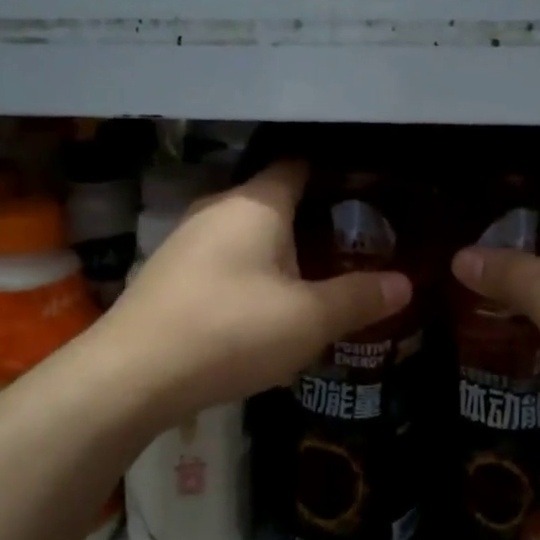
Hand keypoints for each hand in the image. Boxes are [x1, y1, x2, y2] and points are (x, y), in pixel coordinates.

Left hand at [102, 161, 411, 424]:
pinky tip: (260, 308)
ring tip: (313, 279)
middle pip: (274, 200)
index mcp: (256, 203)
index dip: (335, 174)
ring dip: (278, 250)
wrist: (133, 374)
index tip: (367, 195)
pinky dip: (248, 271)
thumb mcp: (308, 319)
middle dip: (312, 219)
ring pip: (245, 232)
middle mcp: (217, 207)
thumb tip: (406, 283)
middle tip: (351, 246)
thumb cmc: (231, 331)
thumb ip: (358, 297)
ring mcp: (185, 238)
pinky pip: (221, 258)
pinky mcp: (168, 271)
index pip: (300, 166)